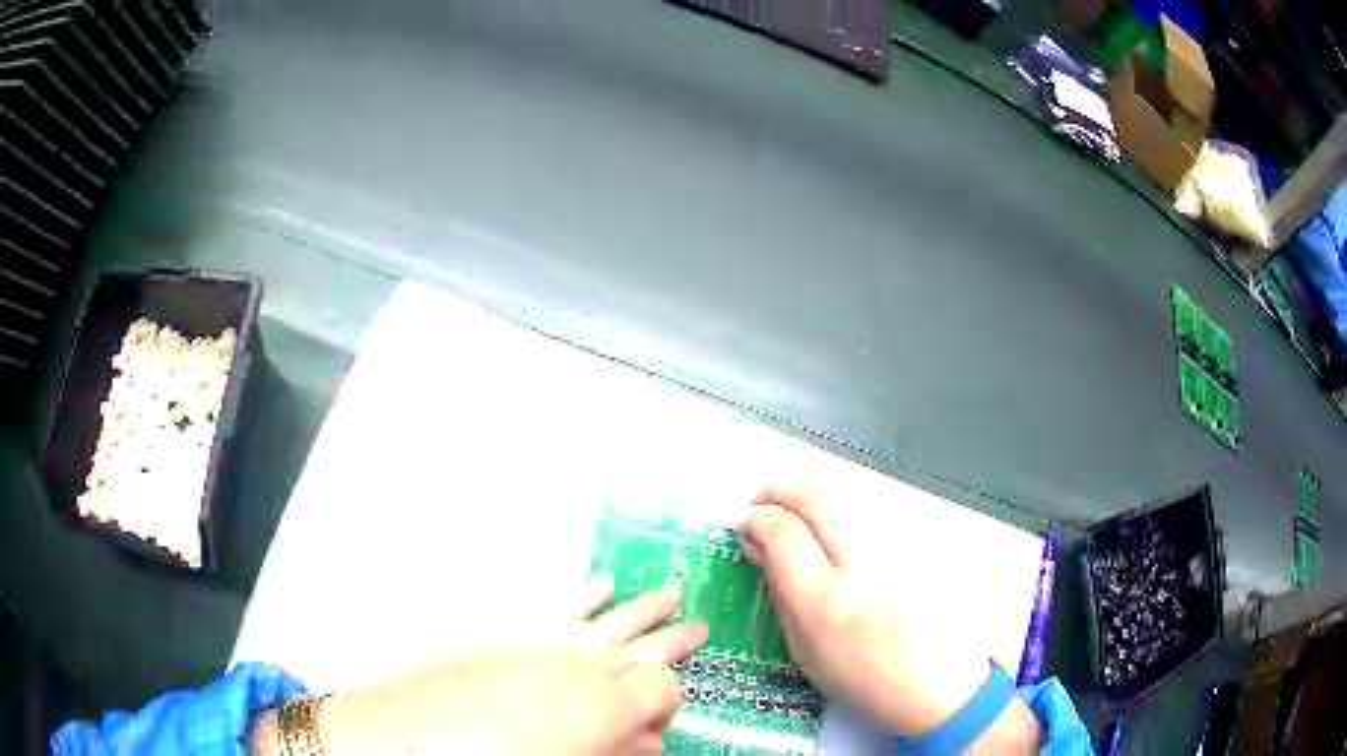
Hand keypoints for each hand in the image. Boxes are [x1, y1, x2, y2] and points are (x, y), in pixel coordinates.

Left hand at [252, 579, 707, 755]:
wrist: (404, 738)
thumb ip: (617, 751)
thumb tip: (652, 743)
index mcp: (603, 699)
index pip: (663, 688)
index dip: (669, 705)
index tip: (665, 722)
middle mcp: (582, 660)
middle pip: (643, 645)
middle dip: (673, 640)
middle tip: (700, 627)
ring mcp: (544, 638)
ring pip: (608, 616)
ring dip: (641, 608)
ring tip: (670, 593)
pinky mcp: (508, 629)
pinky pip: (556, 604)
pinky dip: (583, 595)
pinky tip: (602, 582)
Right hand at [740, 483, 1041, 750]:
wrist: (941, 681)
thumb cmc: (865, 680)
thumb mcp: (806, 652)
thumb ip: (781, 595)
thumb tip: (760, 550)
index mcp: (825, 601)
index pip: (783, 533)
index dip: (758, 519)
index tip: (746, 522)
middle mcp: (863, 563)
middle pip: (816, 497)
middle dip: (781, 487)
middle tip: (763, 497)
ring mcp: (898, 547)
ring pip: (847, 495)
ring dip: (811, 491)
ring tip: (795, 506)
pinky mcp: (920, 542)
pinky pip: (871, 511)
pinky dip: (842, 508)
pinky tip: (836, 525)